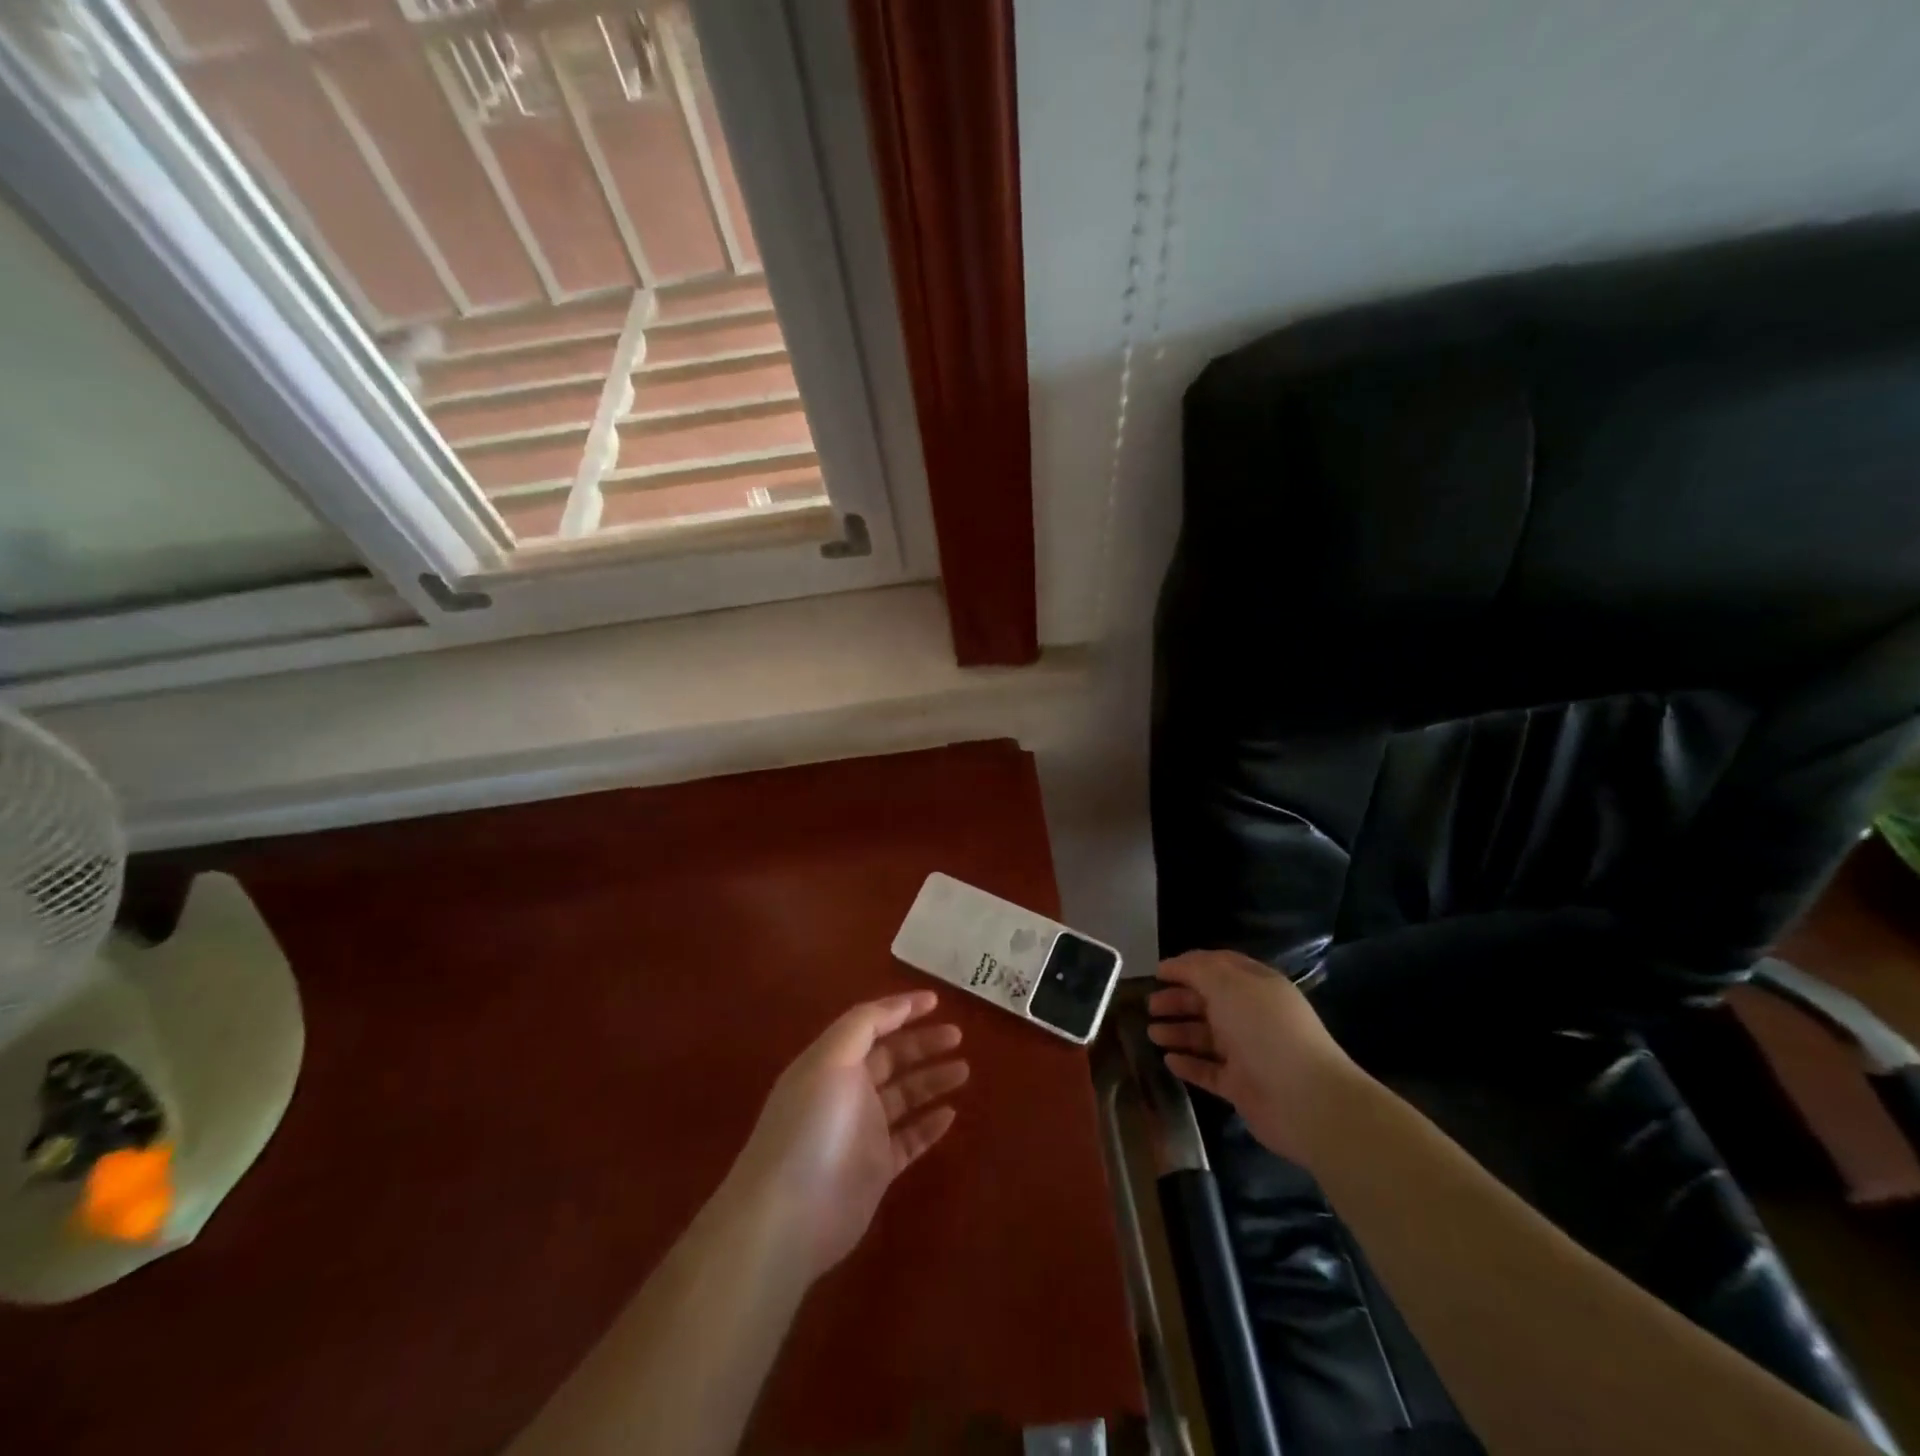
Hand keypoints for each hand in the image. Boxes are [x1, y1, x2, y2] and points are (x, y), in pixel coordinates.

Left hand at [726, 992, 967, 1283]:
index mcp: (832, 1061)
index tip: (935, 1001)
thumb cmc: (810, 1127)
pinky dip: (930, 1125)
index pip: (870, 1025)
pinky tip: (951, 1114)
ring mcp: (862, 1132)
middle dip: (923, 1043)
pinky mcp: (875, 1169)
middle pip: (891, 1058)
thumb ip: (863, 1026)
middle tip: (957, 1035)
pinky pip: (910, 1139)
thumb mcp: (831, 1060)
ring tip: (964, 1070)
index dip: (901, 1010)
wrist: (788, 1217)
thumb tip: (897, 1005)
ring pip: (905, 1096)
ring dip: (933, 1080)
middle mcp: (847, 1091)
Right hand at [1146, 949, 1359, 1164]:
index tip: (1158, 972)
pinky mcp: (1242, 1087)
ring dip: (1178, 1032)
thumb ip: (1197, 969)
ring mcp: (1248, 1053)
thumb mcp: (1228, 985)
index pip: (1219, 967)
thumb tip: (1174, 964)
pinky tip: (1168, 1061)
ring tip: (1152, 1033)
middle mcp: (1252, 1016)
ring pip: (1206, 1037)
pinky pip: (1209, 1071)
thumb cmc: (1265, 1030)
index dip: (1188, 966)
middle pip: (1209, 1002)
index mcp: (1256, 986)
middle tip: (1150, 1006)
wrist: (1305, 1100)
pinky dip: (1189, 1064)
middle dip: (1178, 1000)